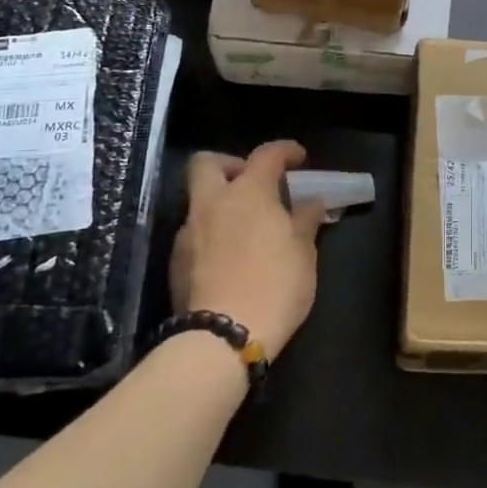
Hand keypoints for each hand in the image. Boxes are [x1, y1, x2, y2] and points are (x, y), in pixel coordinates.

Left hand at [170, 142, 327, 359]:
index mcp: (249, 193)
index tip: (298, 157)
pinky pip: (194, 233)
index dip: (284, 150)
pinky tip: (228, 257)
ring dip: (219, 204)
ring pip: (198, 200)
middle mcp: (212, 203)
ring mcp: (188, 232)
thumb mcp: (303, 253)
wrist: (222, 337)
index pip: (266, 154)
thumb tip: (310, 203)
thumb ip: (305, 220)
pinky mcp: (176, 262)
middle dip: (230, 165)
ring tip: (244, 227)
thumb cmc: (275, 285)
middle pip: (207, 163)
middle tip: (252, 182)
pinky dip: (211, 234)